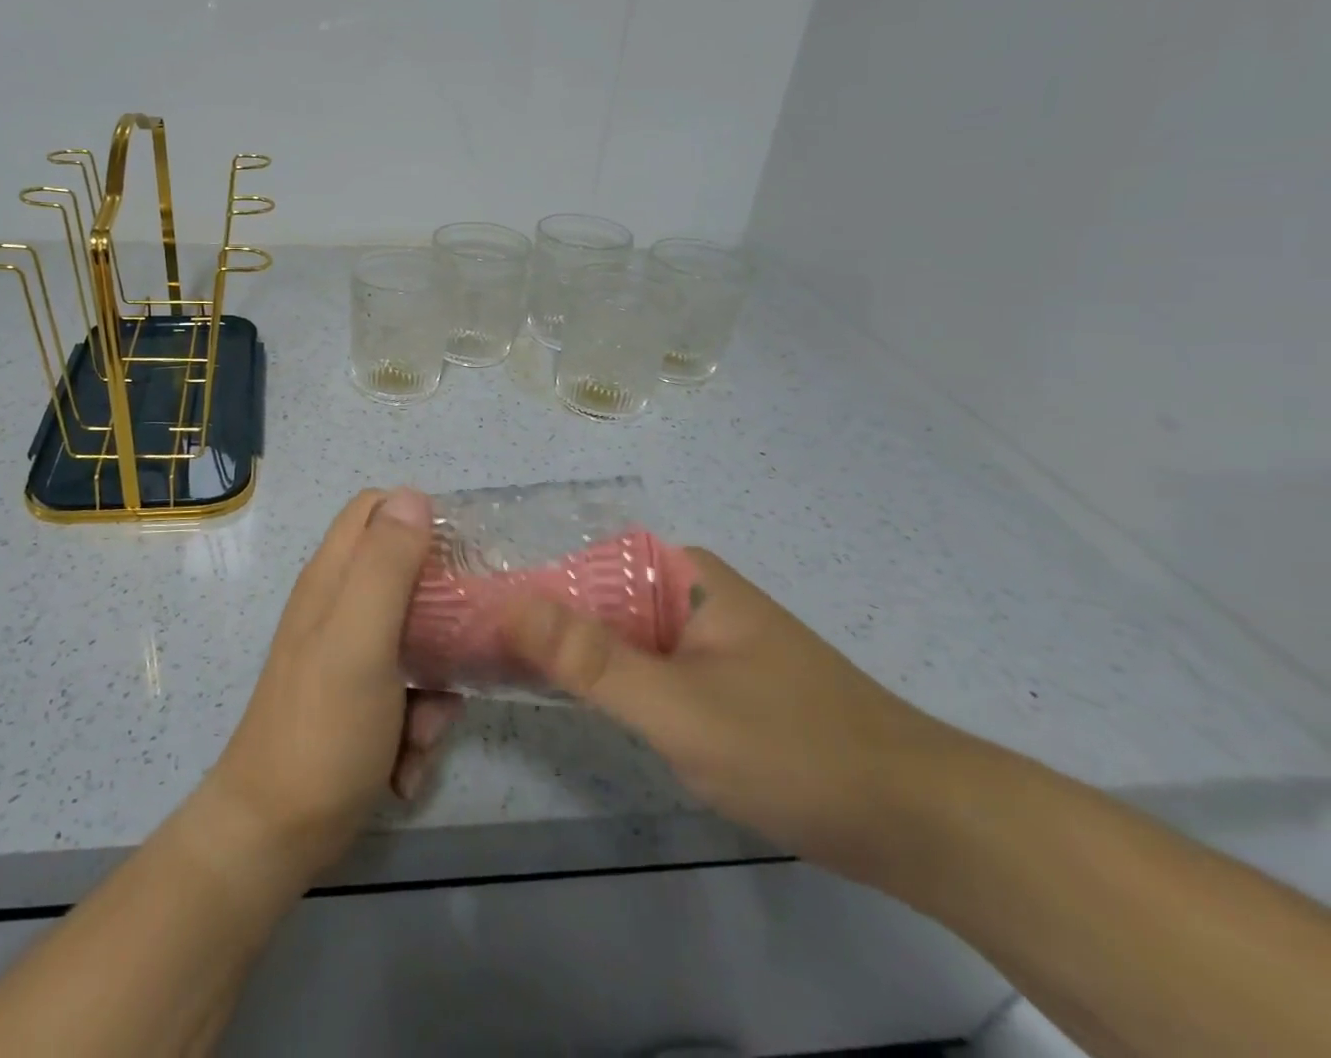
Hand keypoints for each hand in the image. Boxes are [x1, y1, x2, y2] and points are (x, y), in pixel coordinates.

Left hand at [201, 489, 460, 885]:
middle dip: (444, 618)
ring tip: (424, 727)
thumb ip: (386, 566)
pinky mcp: (360, 700)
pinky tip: (406, 764)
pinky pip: (409, 691)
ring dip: (435, 686)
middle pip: (408, 577)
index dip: (421, 519)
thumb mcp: (360, 639)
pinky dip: (418, 724)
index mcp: (333, 577)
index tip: (464, 558)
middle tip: (463, 650)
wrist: (276, 835)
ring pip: (419, 641)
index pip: (376, 509)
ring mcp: (349, 655)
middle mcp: (340, 606)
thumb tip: (413, 494)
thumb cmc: (322, 729)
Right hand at [502, 546, 961, 882]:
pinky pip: (637, 665)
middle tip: (468, 649)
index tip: (467, 616)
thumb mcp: (680, 708)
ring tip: (496, 668)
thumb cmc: (795, 749)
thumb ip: (591, 659)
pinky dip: (600, 678)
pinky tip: (562, 695)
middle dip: (536, 622)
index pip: (576, 563)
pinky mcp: (709, 677)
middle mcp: (686, 590)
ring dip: (565, 652)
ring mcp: (699, 634)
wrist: (919, 823)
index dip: (521, 587)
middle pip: (590, 597)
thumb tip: (507, 603)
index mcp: (680, 573)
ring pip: (611, 634)